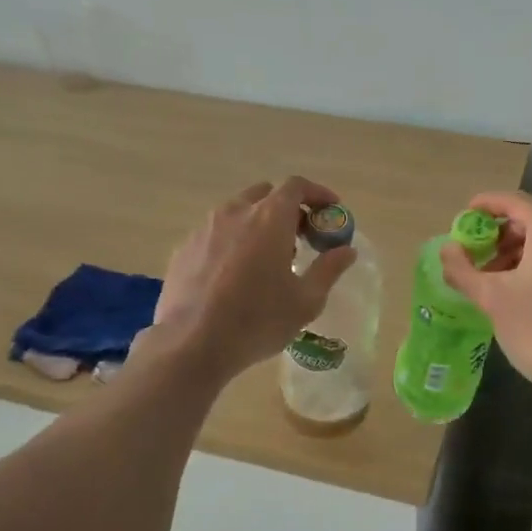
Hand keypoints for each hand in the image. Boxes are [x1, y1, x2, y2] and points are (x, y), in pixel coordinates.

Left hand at [152, 176, 357, 379]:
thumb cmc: (257, 320)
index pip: (296, 186)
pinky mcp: (184, 248)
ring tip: (268, 259)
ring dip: (258, 224)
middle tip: (301, 237)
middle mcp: (235, 213)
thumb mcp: (306, 301)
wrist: (191, 344)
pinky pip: (216, 234)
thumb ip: (329, 269)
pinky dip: (233, 241)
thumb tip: (347, 250)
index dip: (317, 193)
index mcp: (269, 218)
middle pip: (266, 194)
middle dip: (287, 208)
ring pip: (237, 212)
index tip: (331, 209)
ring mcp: (205, 229)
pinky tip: (235, 274)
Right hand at [438, 192, 531, 411]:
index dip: (483, 207)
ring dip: (523, 250)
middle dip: (502, 235)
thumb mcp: (492, 298)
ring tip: (497, 278)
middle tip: (477, 258)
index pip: (510, 201)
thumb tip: (446, 249)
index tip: (463, 219)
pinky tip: (527, 286)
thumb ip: (463, 269)